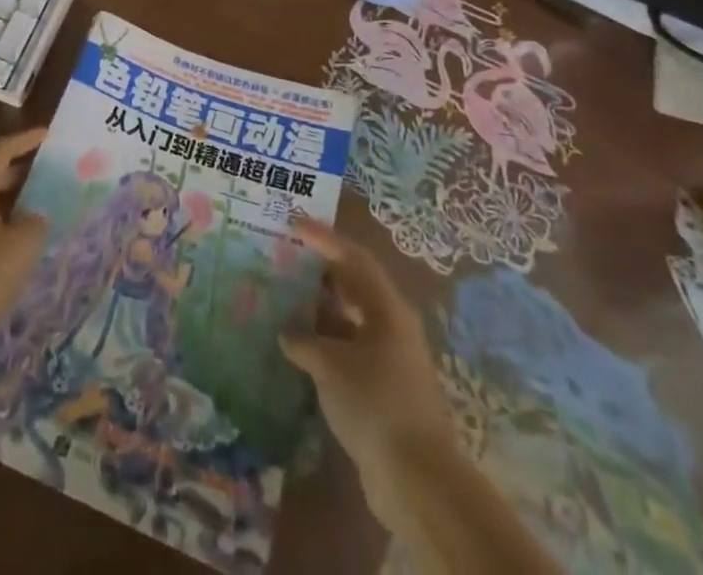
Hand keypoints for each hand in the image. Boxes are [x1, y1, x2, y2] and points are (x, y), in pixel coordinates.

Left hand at [0, 127, 49, 334]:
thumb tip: (31, 216)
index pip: (1, 150)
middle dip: (13, 170)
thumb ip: (34, 221)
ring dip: (0, 196)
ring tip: (25, 203)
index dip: (24, 140)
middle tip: (38, 170)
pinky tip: (3, 233)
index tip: (45, 135)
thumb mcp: (24, 244)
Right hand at [280, 220, 453, 485]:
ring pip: (350, 319)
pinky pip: (349, 349)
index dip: (323, 238)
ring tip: (284, 300)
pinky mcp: (385, 387)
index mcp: (387, 308)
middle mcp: (392, 325)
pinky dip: (325, 343)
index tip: (293, 223)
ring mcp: (391, 358)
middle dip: (321, 271)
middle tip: (287, 258)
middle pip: (354, 285)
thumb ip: (303, 341)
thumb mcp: (330, 365)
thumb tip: (287, 333)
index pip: (353, 257)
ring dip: (320, 310)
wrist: (417, 480)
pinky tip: (299, 350)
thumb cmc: (374, 403)